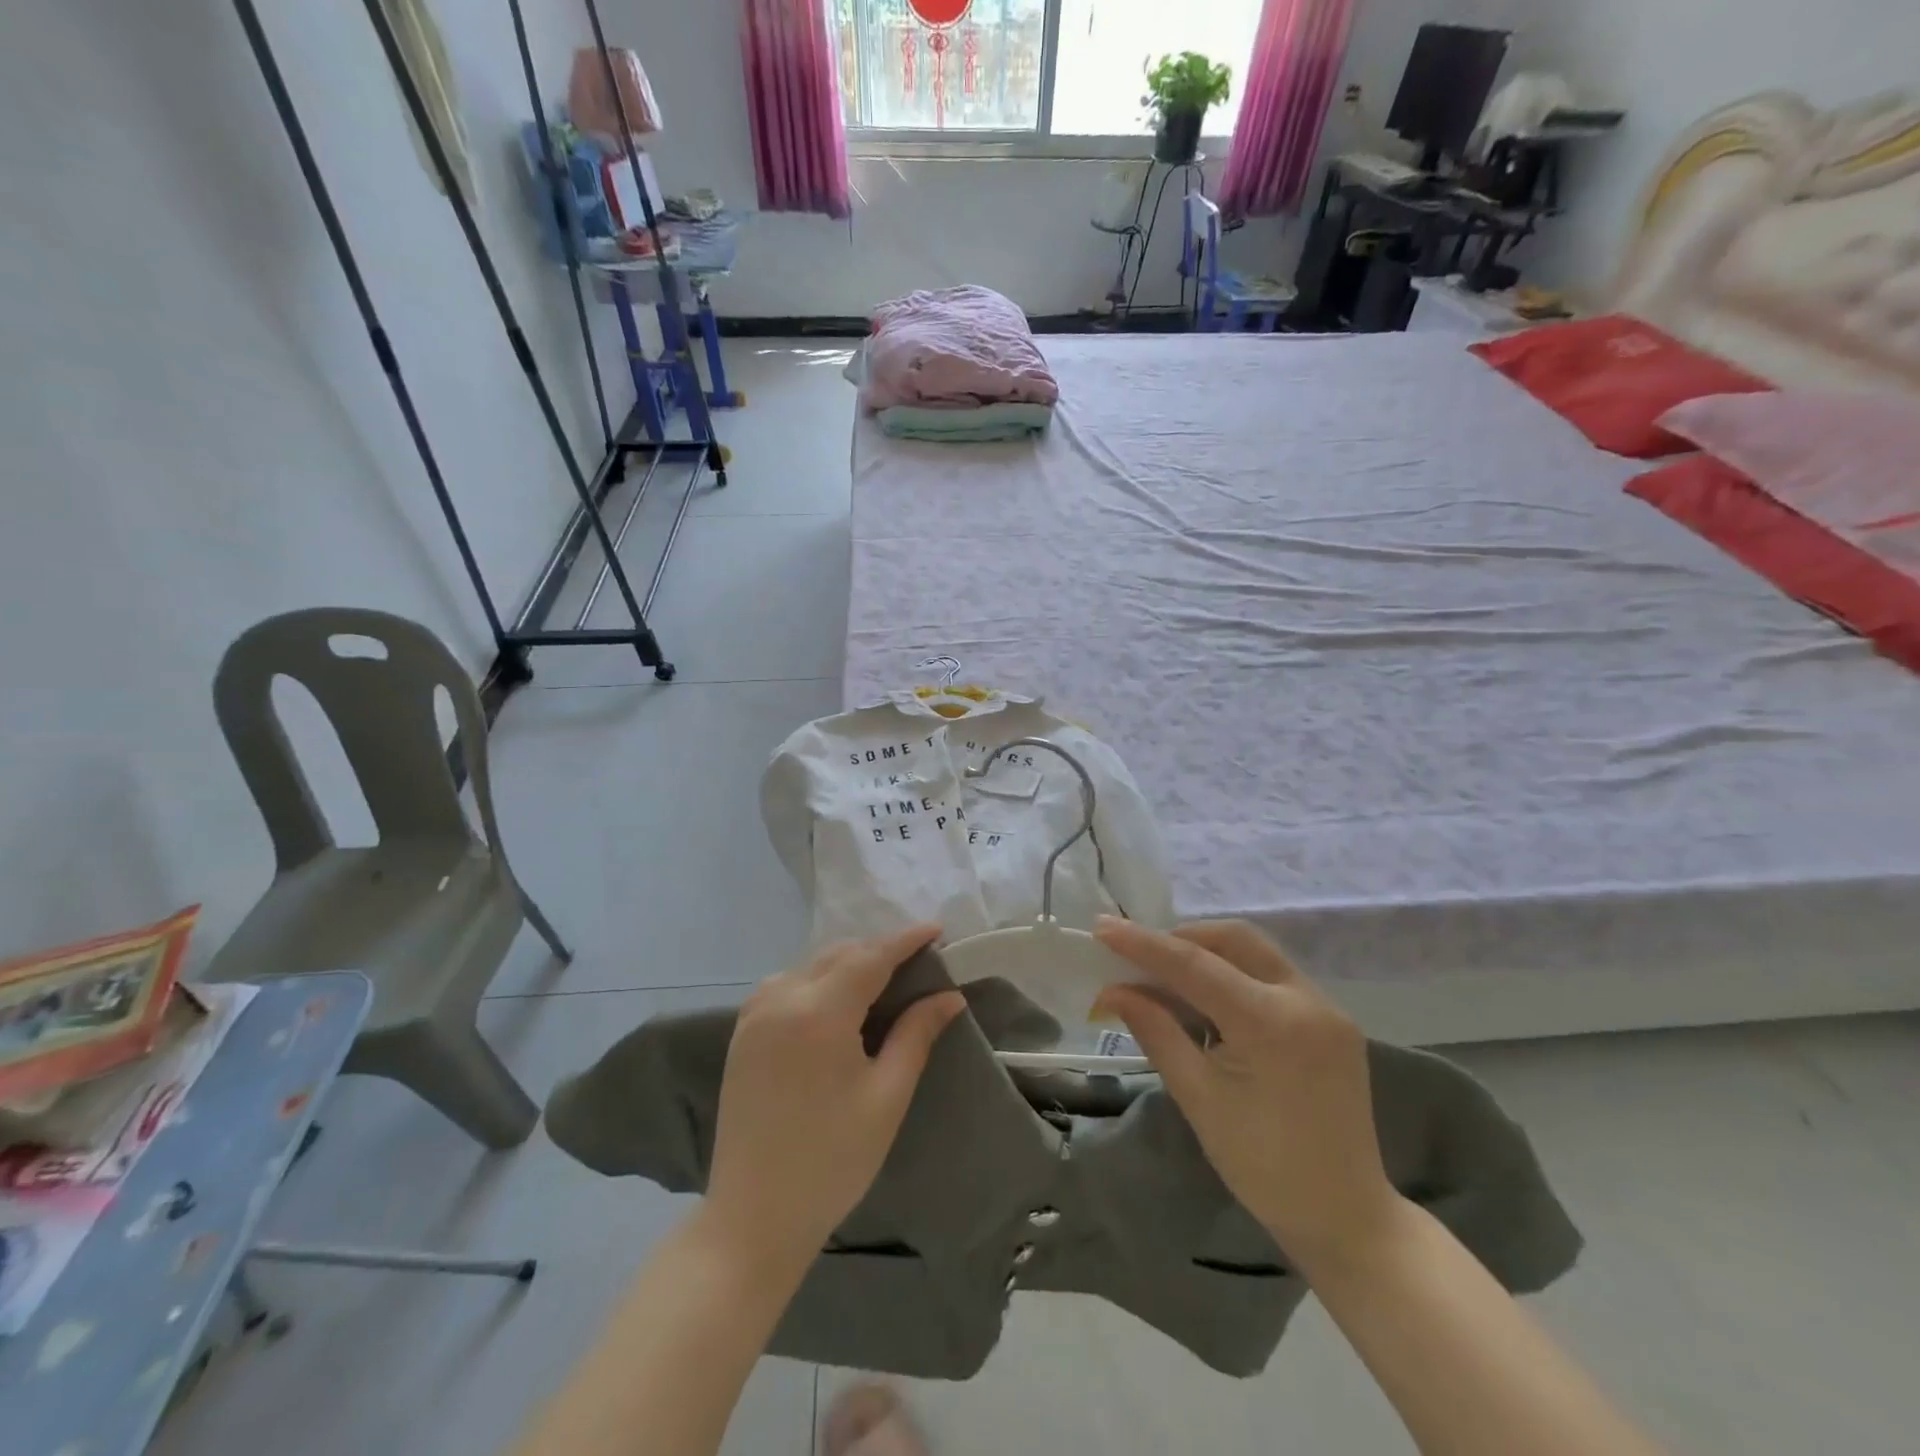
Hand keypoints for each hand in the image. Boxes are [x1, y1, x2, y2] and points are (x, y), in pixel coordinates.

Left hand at [704, 925, 964, 1270]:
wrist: (752, 1217)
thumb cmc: (832, 1160)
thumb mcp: (886, 1096)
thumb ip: (917, 1035)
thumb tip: (949, 996)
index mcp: (819, 1012)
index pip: (871, 957)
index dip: (906, 940)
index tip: (937, 929)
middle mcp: (781, 998)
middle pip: (839, 954)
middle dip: (879, 951)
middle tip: (917, 963)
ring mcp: (754, 1014)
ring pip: (811, 965)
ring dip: (848, 963)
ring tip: (882, 981)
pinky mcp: (742, 1032)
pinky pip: (786, 983)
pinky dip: (818, 979)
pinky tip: (837, 1001)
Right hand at [1092, 917, 1400, 1269]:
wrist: (1346, 1217)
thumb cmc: (1263, 1168)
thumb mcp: (1198, 1097)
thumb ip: (1156, 1031)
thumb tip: (1112, 990)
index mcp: (1272, 1024)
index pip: (1195, 965)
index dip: (1144, 944)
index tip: (1102, 928)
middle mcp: (1307, 1000)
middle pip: (1234, 939)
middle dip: (1182, 938)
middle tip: (1138, 957)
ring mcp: (1327, 1007)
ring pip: (1256, 952)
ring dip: (1208, 953)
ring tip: (1167, 977)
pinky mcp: (1332, 1020)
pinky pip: (1273, 976)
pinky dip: (1234, 974)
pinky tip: (1208, 1001)